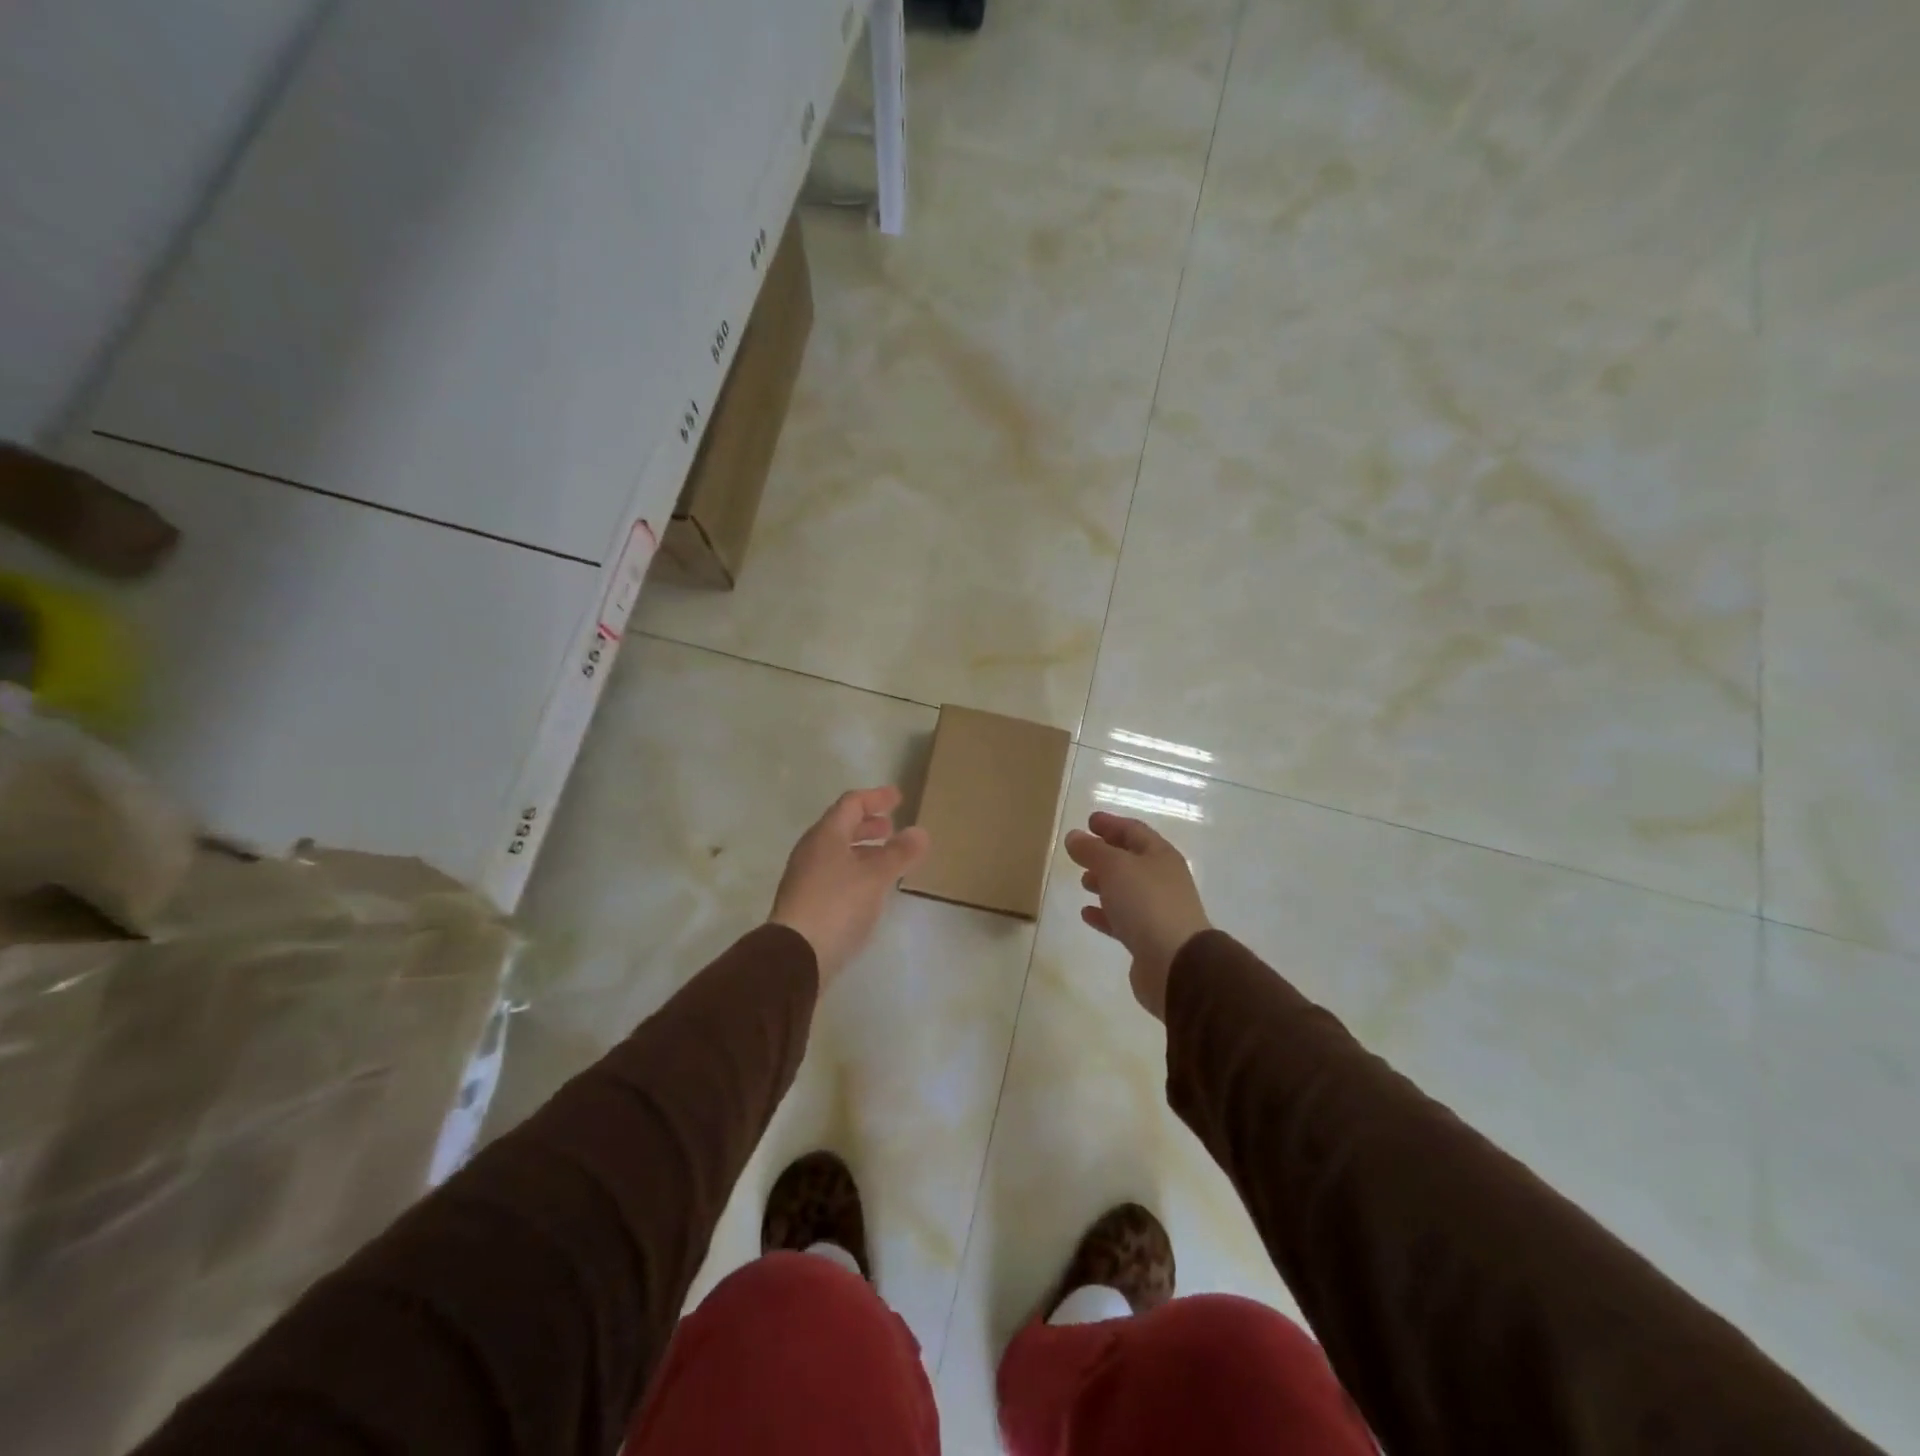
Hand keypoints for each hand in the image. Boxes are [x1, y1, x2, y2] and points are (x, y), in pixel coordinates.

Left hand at [769, 787, 929, 992]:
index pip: (851, 803)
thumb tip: (920, 831)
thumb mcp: (876, 877)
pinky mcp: (806, 902)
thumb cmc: (838, 905)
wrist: (796, 956)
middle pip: (841, 827)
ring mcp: (805, 877)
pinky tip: (870, 887)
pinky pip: (834, 873)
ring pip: (838, 852)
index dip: (875, 798)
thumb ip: (899, 853)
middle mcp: (812, 850)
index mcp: (826, 835)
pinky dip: (856, 869)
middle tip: (892, 827)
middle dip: (868, 824)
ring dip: (863, 849)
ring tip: (887, 858)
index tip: (898, 798)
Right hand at [1065, 811, 1211, 1020]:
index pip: (1134, 831)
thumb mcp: (1115, 867)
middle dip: (1107, 854)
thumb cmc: (1147, 903)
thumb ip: (1092, 850)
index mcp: (1160, 856)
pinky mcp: (1148, 940)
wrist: (1176, 963)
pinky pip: (1122, 920)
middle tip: (1081, 852)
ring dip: (1105, 883)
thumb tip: (1074, 836)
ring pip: (1127, 890)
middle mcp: (1162, 880)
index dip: (1111, 824)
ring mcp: (1158, 911)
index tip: (1089, 820)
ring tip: (1083, 881)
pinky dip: (1105, 914)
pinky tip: (1087, 914)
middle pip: (1132, 860)